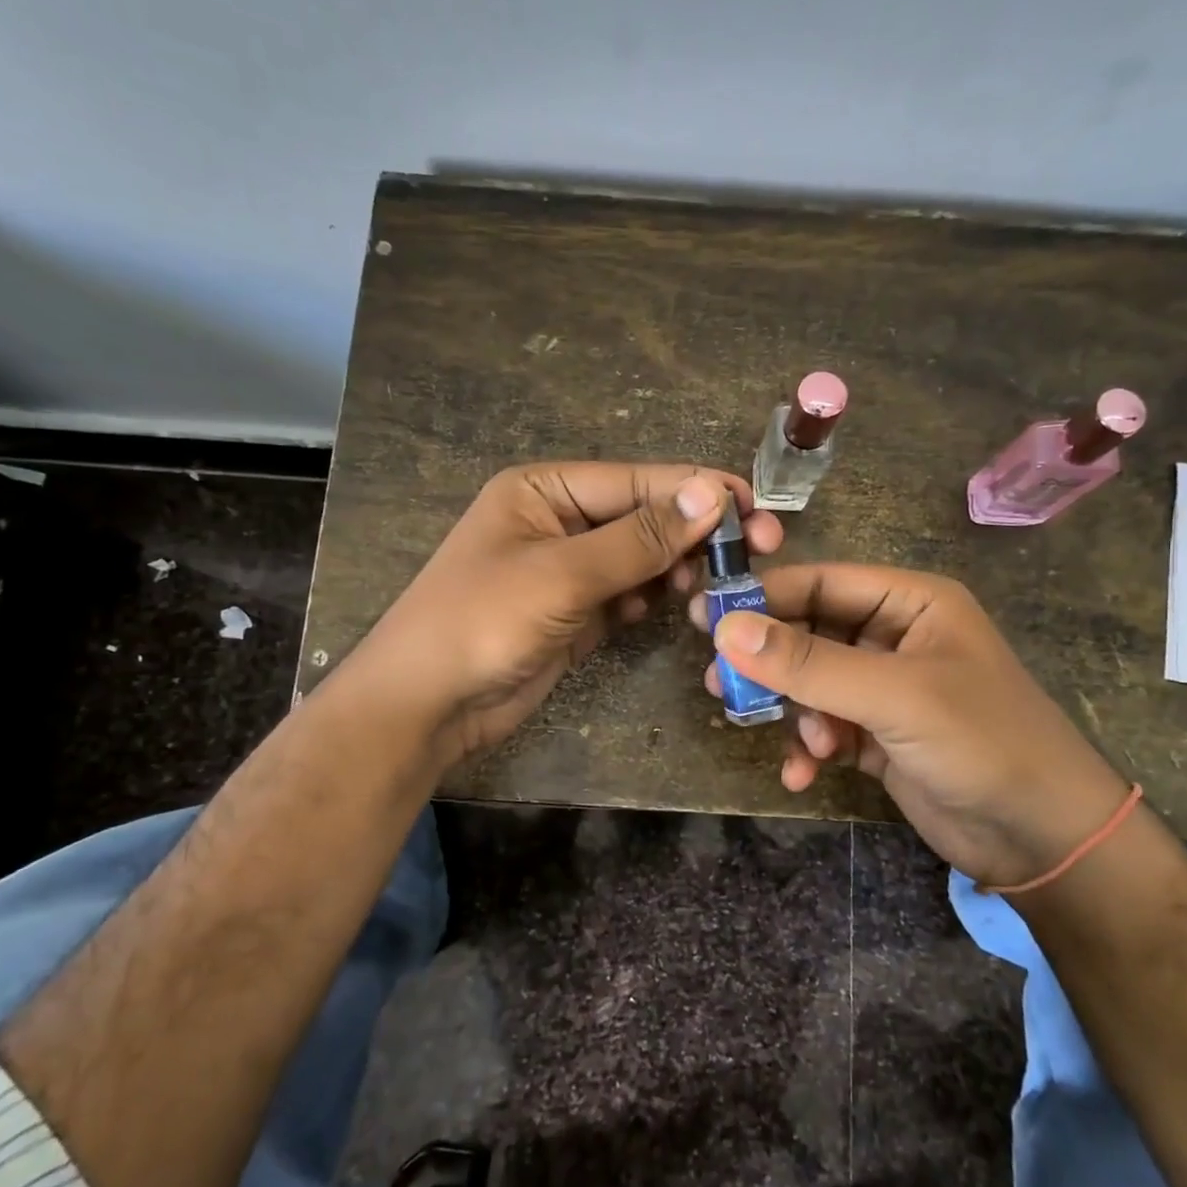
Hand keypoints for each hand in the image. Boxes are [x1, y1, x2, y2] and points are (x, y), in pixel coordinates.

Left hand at [352, 462, 781, 769]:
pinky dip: (653, 599)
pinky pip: (629, 595)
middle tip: (760, 549)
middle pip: (644, 516)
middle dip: (696, 532)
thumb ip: (639, 537)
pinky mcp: (577, 614)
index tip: (757, 508)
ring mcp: (569, 571)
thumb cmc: (481, 622)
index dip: (698, 492)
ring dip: (679, 567)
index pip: (637, 480)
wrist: (425, 706)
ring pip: (642, 558)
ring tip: (720, 583)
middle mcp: (560, 521)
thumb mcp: (562, 574)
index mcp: (545, 489)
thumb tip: (712, 494)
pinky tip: (674, 606)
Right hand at [691, 564, 1130, 886]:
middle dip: (769, 661)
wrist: (1045, 839)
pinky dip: (808, 747)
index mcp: (911, 603)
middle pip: (810, 632)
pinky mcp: (878, 737)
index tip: (706, 617)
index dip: (765, 598)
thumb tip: (725, 629)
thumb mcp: (893, 695)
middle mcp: (895, 638)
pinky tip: (801, 773)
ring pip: (811, 683)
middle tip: (718, 681)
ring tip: (763, 729)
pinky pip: (824, 727)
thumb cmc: (981, 741)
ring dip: (789, 709)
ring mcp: (885, 690)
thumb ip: (809, 662)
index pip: (823, 583)